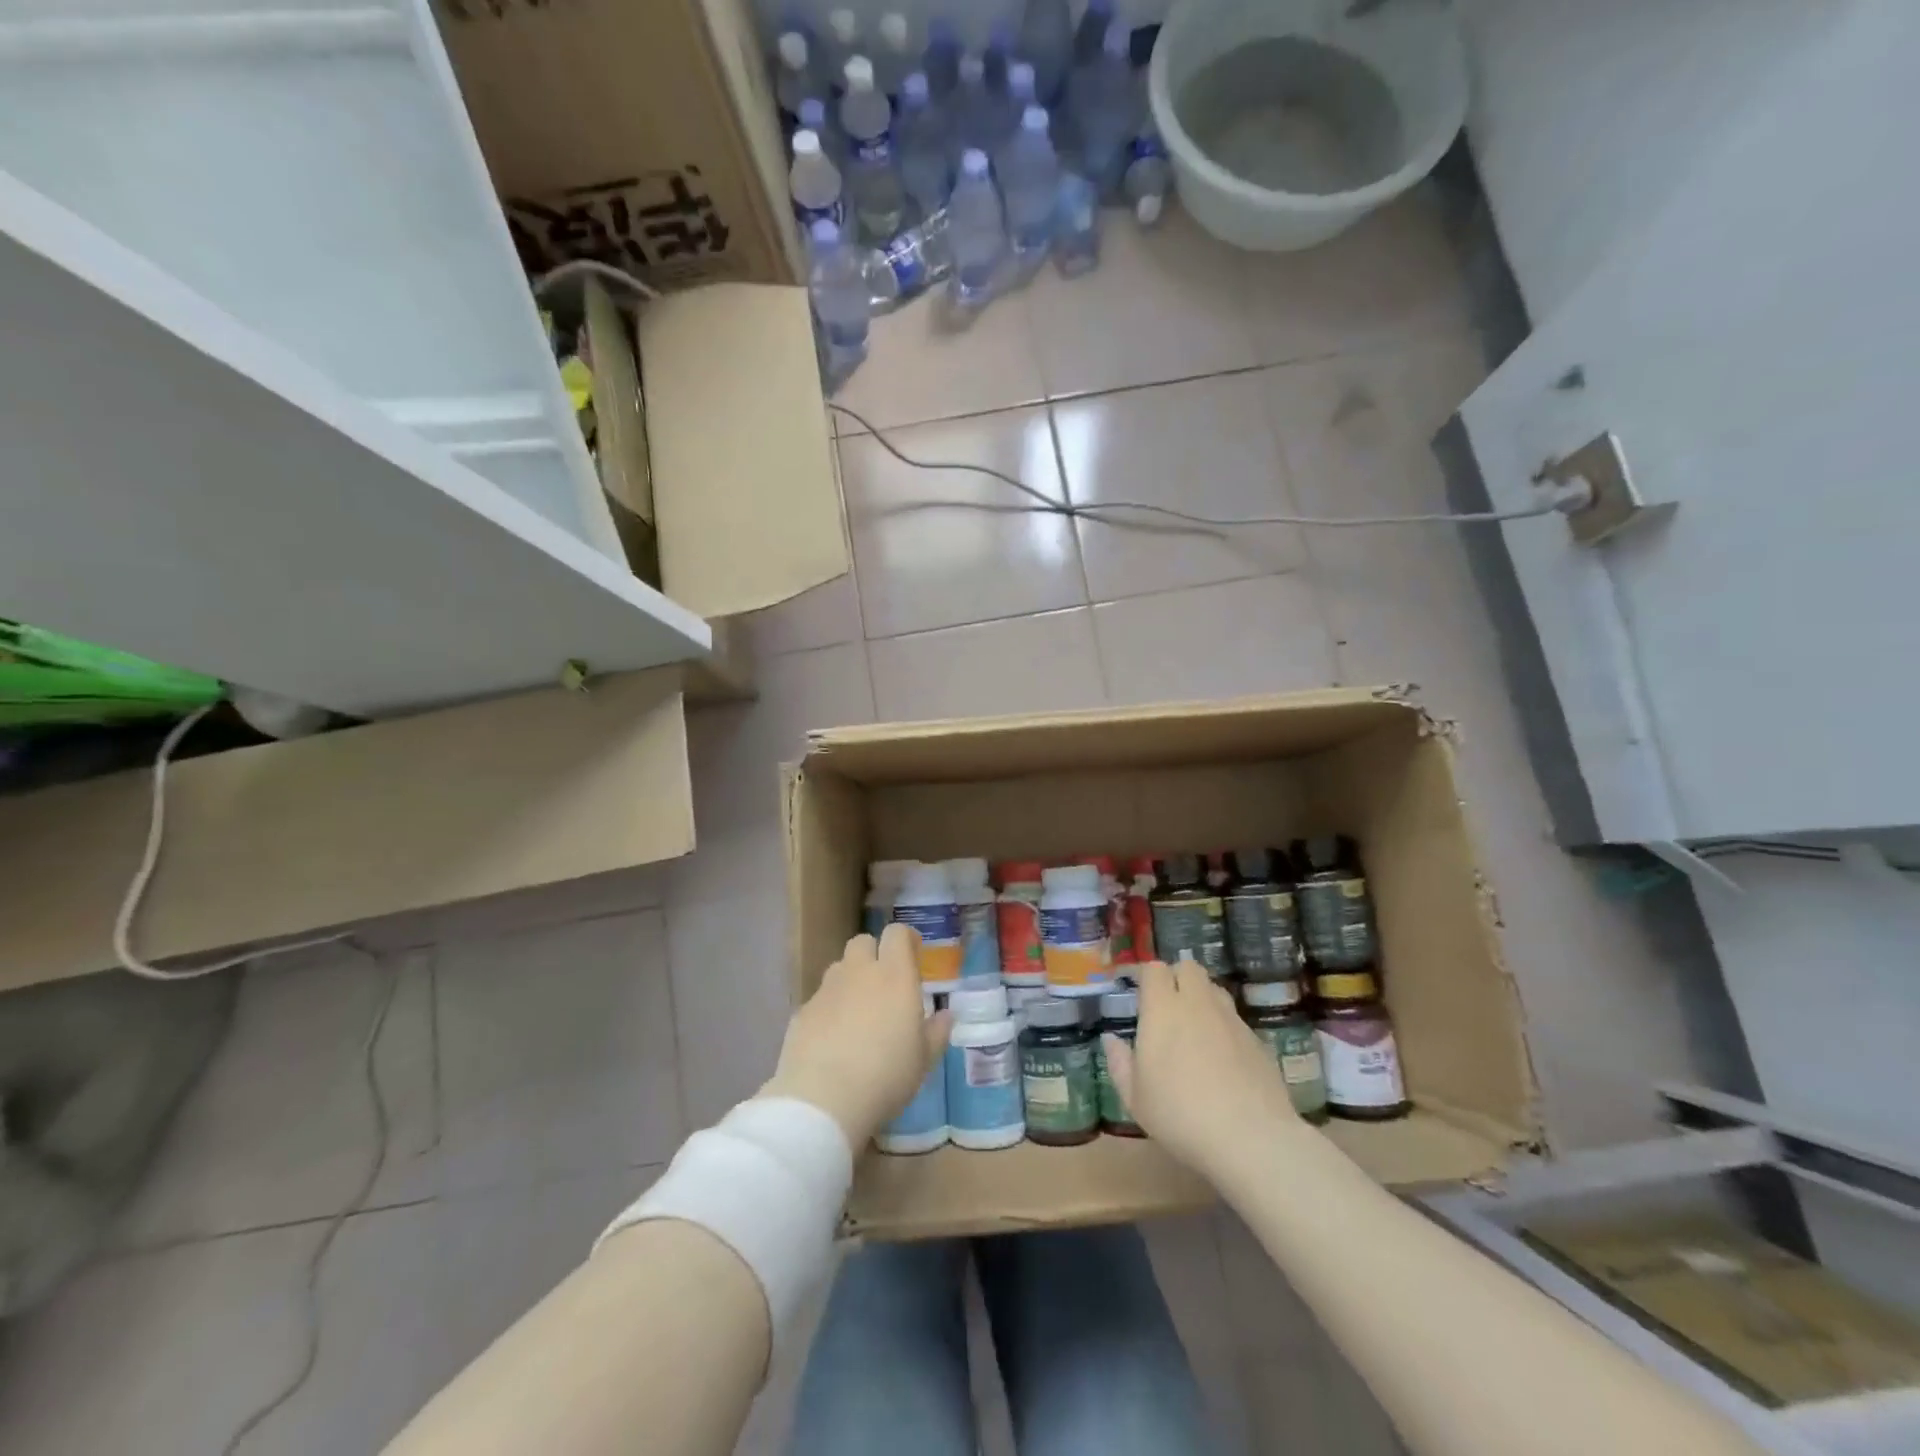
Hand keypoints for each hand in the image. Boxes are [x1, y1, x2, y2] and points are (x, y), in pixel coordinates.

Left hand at [761, 924, 949, 1148]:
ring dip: (851, 979)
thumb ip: (936, 1032)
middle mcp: (859, 972)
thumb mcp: (924, 1060)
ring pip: (840, 968)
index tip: (913, 953)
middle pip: (863, 942)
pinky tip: (833, 1039)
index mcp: (894, 976)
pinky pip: (820, 999)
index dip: (905, 939)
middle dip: (874, 954)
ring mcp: (827, 990)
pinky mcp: (802, 1012)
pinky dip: (830, 1009)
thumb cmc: (886, 1076)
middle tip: (884, 982)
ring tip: (859, 1012)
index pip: (896, 934)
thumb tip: (945, 1015)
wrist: (823, 1100)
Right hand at [1103, 958, 1302, 1182]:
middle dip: (1177, 977)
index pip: (1154, 969)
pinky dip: (1224, 1027)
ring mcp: (1231, 1020)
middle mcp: (1198, 1004)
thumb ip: (1120, 1063)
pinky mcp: (1257, 1040)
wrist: (1251, 1138)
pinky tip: (1222, 1060)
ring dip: (1202, 999)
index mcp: (1163, 1009)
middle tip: (1167, 1006)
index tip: (1139, 993)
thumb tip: (1111, 1039)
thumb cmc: (1180, 1114)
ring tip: (1195, 1029)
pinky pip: (1235, 1020)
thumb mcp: (1135, 1097)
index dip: (1146, 976)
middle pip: (1189, 968)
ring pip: (1215, 990)